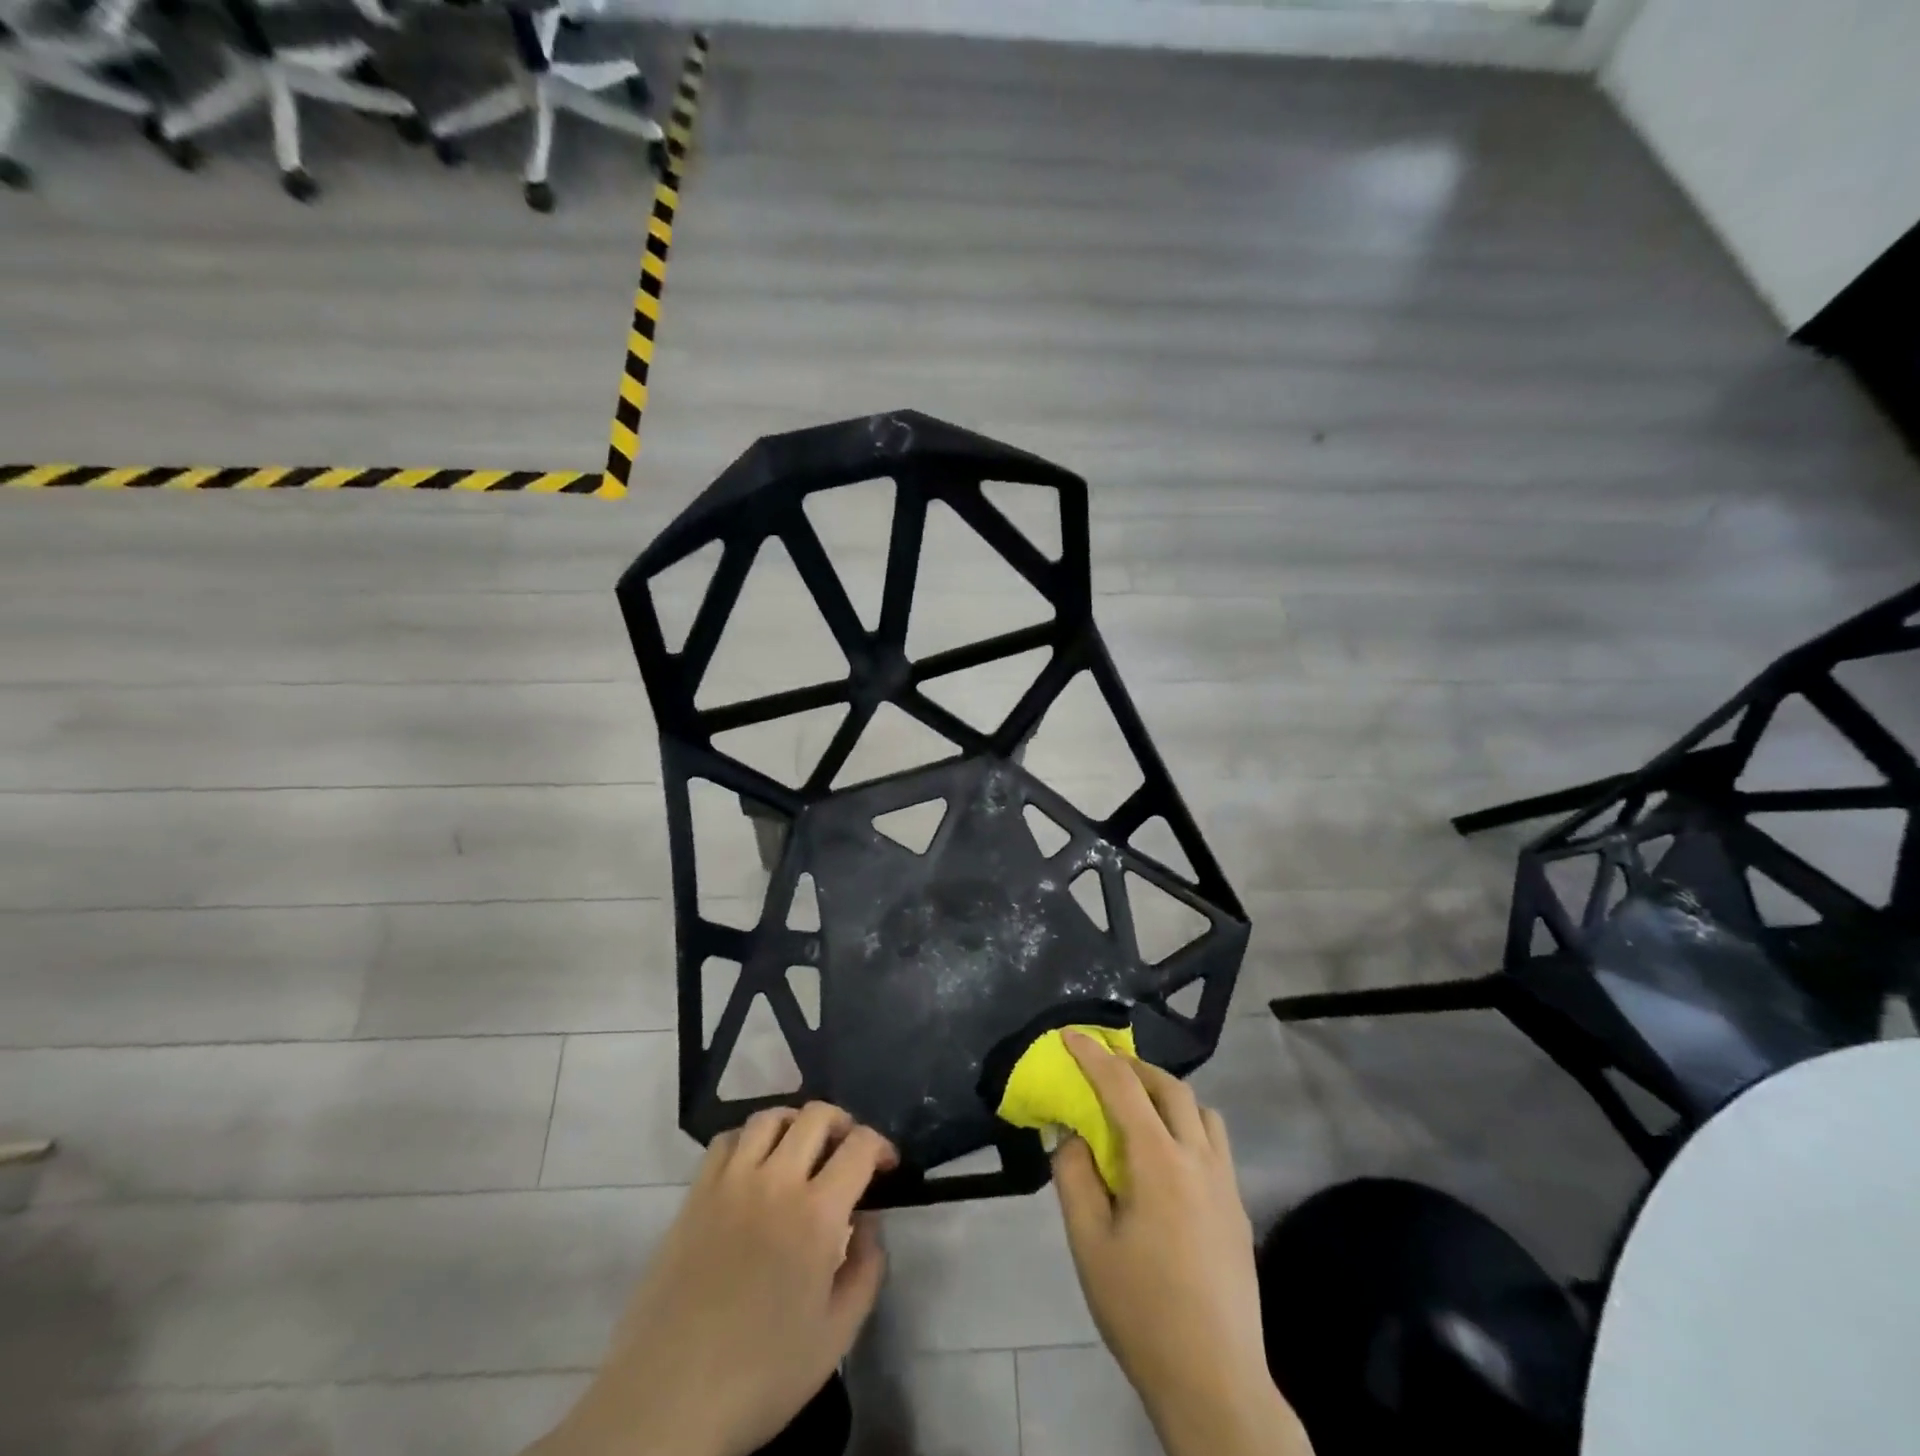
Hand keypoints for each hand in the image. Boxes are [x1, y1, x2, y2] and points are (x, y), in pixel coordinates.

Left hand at [529, 1103, 897, 1455]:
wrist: (668, 1400)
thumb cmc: (761, 1374)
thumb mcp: (836, 1336)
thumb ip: (866, 1269)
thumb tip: (869, 1223)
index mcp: (817, 1214)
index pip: (860, 1146)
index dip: (881, 1146)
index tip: (885, 1166)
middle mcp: (776, 1181)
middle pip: (817, 1116)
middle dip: (843, 1124)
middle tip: (847, 1152)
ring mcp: (731, 1182)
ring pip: (770, 1117)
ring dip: (796, 1123)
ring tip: (802, 1149)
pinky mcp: (696, 1194)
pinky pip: (727, 1140)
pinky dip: (749, 1138)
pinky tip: (755, 1165)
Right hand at [1054, 1033, 1310, 1455]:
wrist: (1215, 1382)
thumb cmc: (1141, 1311)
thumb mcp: (1089, 1243)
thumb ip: (1074, 1177)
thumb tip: (1069, 1134)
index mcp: (1159, 1162)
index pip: (1123, 1087)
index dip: (1094, 1055)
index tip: (1071, 1034)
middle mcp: (1199, 1158)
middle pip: (1171, 1087)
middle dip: (1134, 1067)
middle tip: (1104, 1069)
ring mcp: (1226, 1183)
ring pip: (1202, 1111)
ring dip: (1168, 1095)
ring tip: (1139, 1110)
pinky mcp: (1239, 1209)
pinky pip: (1215, 1142)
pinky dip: (1188, 1125)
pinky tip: (1167, 1159)